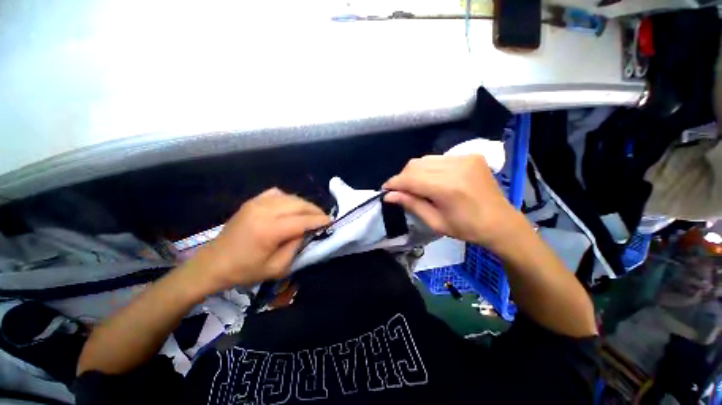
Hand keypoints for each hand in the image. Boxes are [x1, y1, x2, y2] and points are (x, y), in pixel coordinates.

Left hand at [180, 188, 329, 293]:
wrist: (213, 264)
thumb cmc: (245, 270)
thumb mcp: (277, 268)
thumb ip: (296, 247)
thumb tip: (307, 231)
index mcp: (270, 230)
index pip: (303, 220)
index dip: (319, 220)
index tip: (330, 221)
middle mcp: (264, 211)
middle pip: (299, 205)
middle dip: (315, 210)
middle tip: (323, 218)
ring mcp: (257, 203)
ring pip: (290, 197)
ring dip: (304, 204)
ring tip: (310, 213)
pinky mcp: (252, 201)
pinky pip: (278, 193)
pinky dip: (289, 199)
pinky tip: (291, 207)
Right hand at [383, 155, 522, 247]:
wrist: (501, 222)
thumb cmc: (467, 228)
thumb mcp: (435, 222)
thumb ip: (411, 204)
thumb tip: (388, 195)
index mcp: (448, 188)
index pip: (410, 178)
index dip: (394, 183)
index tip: (385, 189)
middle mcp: (456, 167)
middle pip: (415, 165)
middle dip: (402, 177)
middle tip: (399, 191)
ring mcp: (464, 158)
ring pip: (424, 159)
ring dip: (414, 172)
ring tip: (414, 185)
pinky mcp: (469, 155)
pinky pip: (438, 158)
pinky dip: (428, 168)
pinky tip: (430, 179)